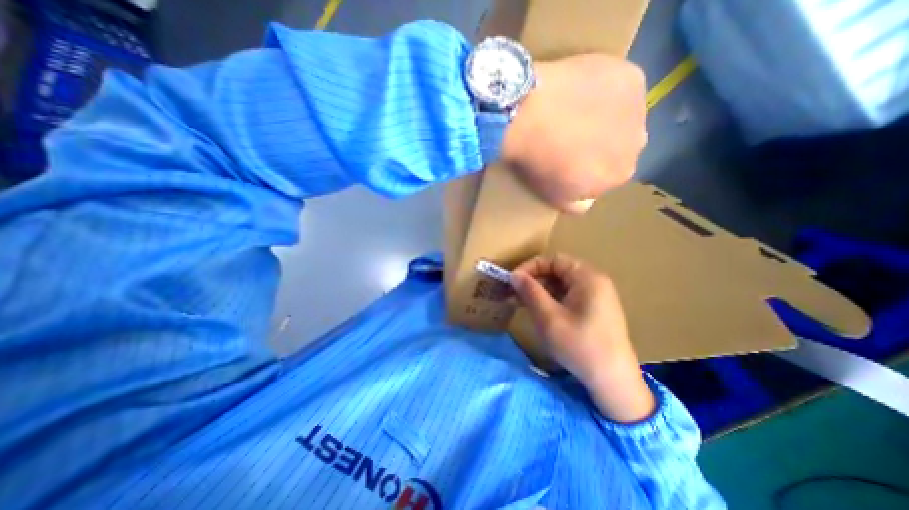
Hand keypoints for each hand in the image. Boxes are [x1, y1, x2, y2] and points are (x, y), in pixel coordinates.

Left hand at [504, 53, 645, 211]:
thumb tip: (588, 201)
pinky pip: (620, 87)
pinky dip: (605, 90)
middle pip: (620, 145)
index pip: (610, 174)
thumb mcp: (555, 197)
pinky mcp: (630, 76)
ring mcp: (638, 107)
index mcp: (621, 175)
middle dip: (601, 144)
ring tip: (574, 112)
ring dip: (606, 117)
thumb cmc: (540, 163)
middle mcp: (638, 144)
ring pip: (623, 117)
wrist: (529, 117)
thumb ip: (578, 204)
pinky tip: (581, 90)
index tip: (569, 160)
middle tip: (571, 136)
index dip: (589, 168)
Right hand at [511, 253, 654, 422]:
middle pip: (558, 271)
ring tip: (522, 303)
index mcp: (588, 277)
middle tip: (514, 293)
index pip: (553, 260)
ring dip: (541, 291)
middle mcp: (595, 281)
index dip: (531, 267)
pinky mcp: (595, 310)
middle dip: (534, 280)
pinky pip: (568, 296)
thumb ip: (530, 291)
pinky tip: (539, 311)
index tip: (513, 280)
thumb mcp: (549, 317)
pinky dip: (551, 300)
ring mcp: (597, 296)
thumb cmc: (579, 345)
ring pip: (562, 284)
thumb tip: (515, 275)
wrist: (613, 381)